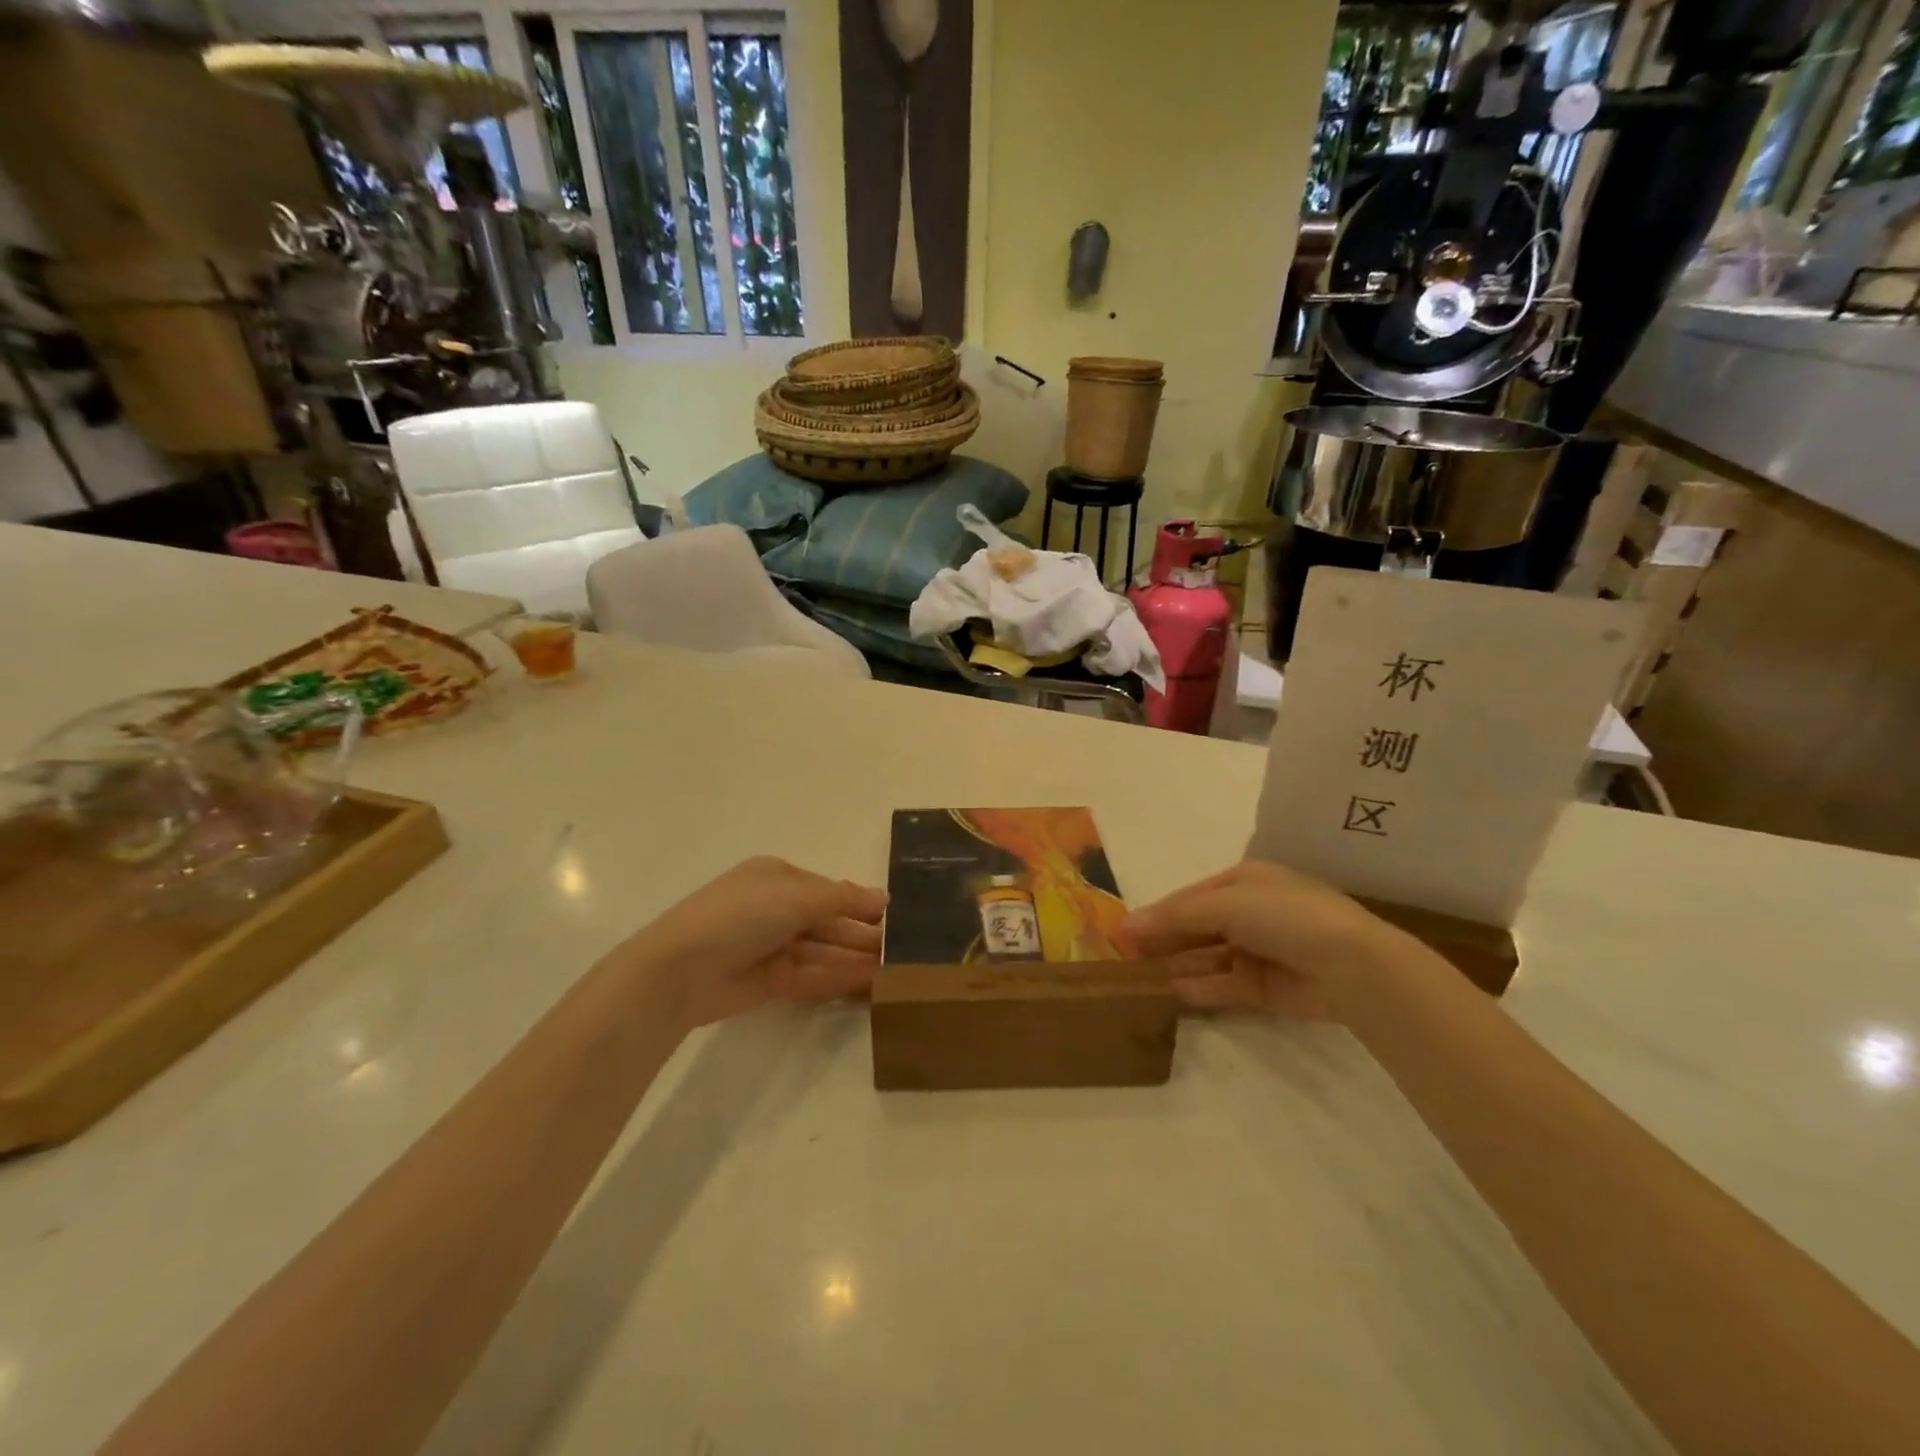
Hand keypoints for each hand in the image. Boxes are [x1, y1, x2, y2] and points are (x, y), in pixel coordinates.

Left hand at [620, 857, 887, 1027]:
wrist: (681, 970)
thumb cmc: (742, 915)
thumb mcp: (797, 896)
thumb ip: (844, 898)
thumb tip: (885, 898)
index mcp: (776, 877)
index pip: (826, 889)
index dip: (858, 902)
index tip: (893, 917)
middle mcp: (774, 908)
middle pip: (826, 920)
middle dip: (860, 932)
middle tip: (899, 948)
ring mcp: (771, 945)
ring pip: (822, 949)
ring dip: (854, 956)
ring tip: (893, 968)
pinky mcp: (769, 981)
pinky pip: (811, 975)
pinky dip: (838, 976)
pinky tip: (868, 982)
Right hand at [1125, 861, 1407, 1018]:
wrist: (1354, 967)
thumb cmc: (1287, 917)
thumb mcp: (1226, 904)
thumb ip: (1176, 916)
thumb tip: (1127, 924)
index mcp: (1245, 882)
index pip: (1189, 897)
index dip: (1157, 913)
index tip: (1122, 931)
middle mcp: (1250, 913)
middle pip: (1196, 927)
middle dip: (1163, 939)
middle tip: (1124, 956)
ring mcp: (1258, 951)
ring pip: (1206, 957)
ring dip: (1176, 964)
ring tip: (1140, 977)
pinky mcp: (1265, 987)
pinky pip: (1222, 985)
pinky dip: (1199, 988)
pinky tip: (1172, 992)